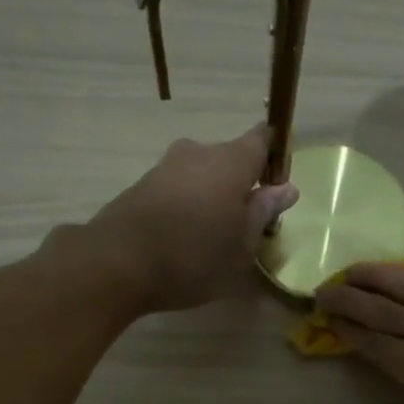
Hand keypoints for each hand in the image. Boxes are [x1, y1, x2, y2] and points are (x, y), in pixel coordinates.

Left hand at [87, 127, 298, 313]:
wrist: (116, 263)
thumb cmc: (194, 256)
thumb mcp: (242, 245)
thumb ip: (264, 212)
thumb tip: (287, 188)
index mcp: (231, 162)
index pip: (261, 139)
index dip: (273, 154)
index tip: (278, 178)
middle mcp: (198, 153)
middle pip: (229, 158)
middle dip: (241, 182)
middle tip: (247, 221)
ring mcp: (165, 167)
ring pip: (201, 174)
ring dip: (212, 195)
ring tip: (215, 234)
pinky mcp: (141, 185)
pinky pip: (178, 188)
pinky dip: (187, 205)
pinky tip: (186, 237)